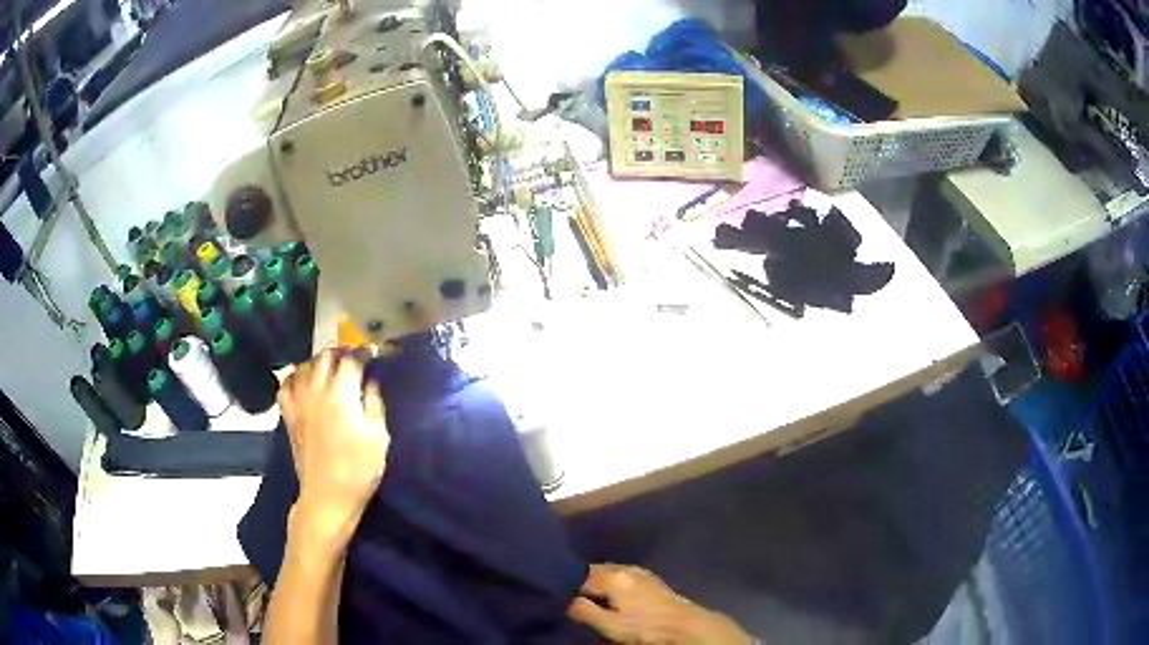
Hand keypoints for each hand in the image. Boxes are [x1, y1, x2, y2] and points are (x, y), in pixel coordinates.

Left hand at [279, 350, 388, 533]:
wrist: (328, 496)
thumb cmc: (359, 469)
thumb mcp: (378, 436)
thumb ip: (374, 403)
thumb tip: (370, 380)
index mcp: (341, 393)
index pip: (351, 359)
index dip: (364, 352)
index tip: (374, 353)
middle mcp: (316, 390)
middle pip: (325, 357)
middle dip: (341, 353)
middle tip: (354, 361)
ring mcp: (298, 402)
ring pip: (305, 366)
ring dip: (319, 362)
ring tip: (330, 369)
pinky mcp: (288, 415)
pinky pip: (286, 385)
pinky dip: (295, 378)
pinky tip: (304, 384)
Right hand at [568, 565, 754, 644]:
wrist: (686, 626)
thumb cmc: (646, 627)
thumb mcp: (610, 626)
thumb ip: (584, 611)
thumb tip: (564, 599)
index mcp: (613, 576)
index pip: (579, 576)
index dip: (566, 586)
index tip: (557, 597)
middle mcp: (626, 568)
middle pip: (594, 571)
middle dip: (581, 582)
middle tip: (570, 598)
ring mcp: (641, 573)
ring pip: (609, 573)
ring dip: (597, 583)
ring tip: (588, 598)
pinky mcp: (651, 581)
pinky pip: (622, 577)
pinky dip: (612, 584)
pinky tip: (611, 597)